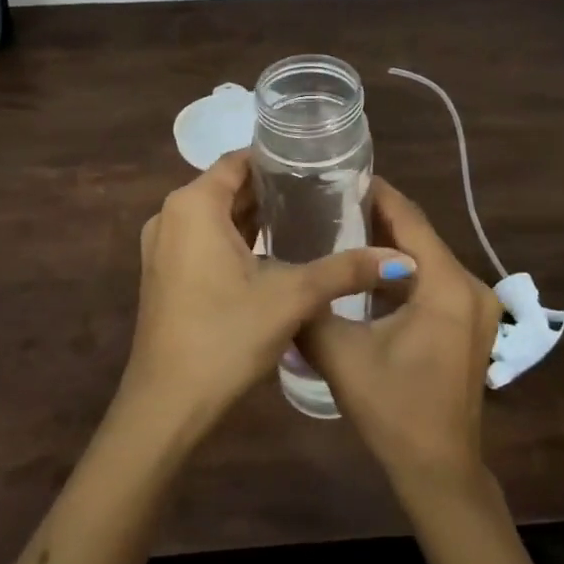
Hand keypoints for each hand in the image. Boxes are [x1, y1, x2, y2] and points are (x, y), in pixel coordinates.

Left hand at [119, 150, 413, 441]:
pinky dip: (234, 240)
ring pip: (214, 216)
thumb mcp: (291, 297)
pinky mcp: (164, 274)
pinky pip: (203, 240)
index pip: (238, 161)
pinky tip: (272, 253)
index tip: (316, 165)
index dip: (276, 160)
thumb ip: (344, 270)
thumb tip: (401, 259)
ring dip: (253, 216)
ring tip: (305, 217)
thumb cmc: (226, 336)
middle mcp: (170, 216)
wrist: (167, 403)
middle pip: (225, 187)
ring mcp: (162, 246)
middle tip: (321, 192)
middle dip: (270, 189)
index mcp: (193, 205)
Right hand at [301, 179, 501, 493]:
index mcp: (445, 285)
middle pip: (420, 234)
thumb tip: (280, 275)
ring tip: (340, 225)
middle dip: (377, 214)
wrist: (438, 469)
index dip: (376, 193)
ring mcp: (474, 307)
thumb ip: (310, 306)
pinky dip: (401, 270)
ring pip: (426, 258)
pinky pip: (432, 281)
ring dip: (389, 243)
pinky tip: (366, 270)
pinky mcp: (467, 324)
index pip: (410, 218)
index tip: (340, 173)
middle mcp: (469, 286)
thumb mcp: (339, 352)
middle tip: (330, 198)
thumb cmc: (392, 407)